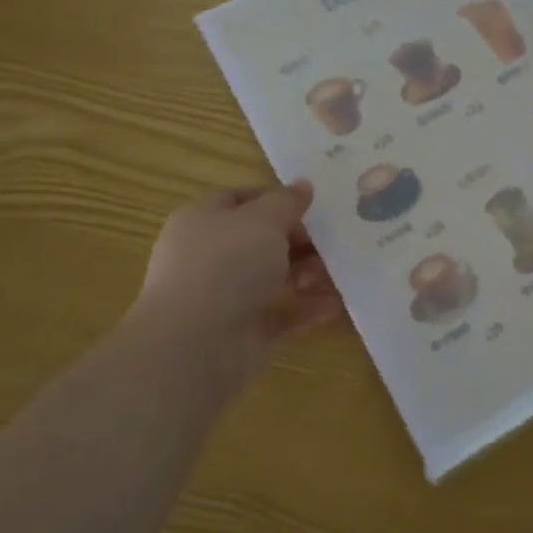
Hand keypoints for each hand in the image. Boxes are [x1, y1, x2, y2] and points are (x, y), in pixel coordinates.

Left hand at [129, 182, 344, 387]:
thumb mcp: (263, 219)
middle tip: (333, 242)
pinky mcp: (242, 333)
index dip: (276, 199)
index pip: (241, 199)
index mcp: (202, 220)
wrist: (195, 346)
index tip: (313, 206)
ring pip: (272, 278)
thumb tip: (302, 186)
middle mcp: (209, 256)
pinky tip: (337, 304)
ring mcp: (224, 297)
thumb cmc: (226, 265)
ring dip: (308, 274)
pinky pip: (281, 315)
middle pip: (260, 241)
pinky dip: (307, 309)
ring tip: (338, 274)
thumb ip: (286, 202)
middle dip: (299, 241)